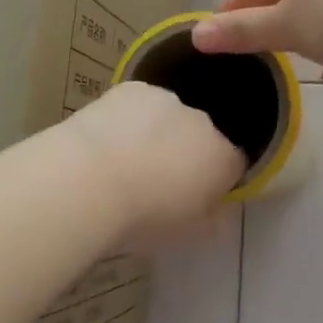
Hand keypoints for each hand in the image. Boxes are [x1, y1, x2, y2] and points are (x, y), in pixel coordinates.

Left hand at [65, 81, 245, 245]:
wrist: (87, 183)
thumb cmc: (143, 218)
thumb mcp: (189, 234)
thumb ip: (213, 219)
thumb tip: (217, 210)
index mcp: (223, 159)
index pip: (235, 164)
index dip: (218, 179)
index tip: (198, 195)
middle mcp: (204, 122)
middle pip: (204, 135)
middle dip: (189, 153)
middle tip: (159, 180)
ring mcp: (168, 100)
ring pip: (171, 117)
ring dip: (159, 133)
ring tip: (128, 160)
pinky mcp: (132, 89)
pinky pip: (140, 104)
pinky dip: (131, 118)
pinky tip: (108, 140)